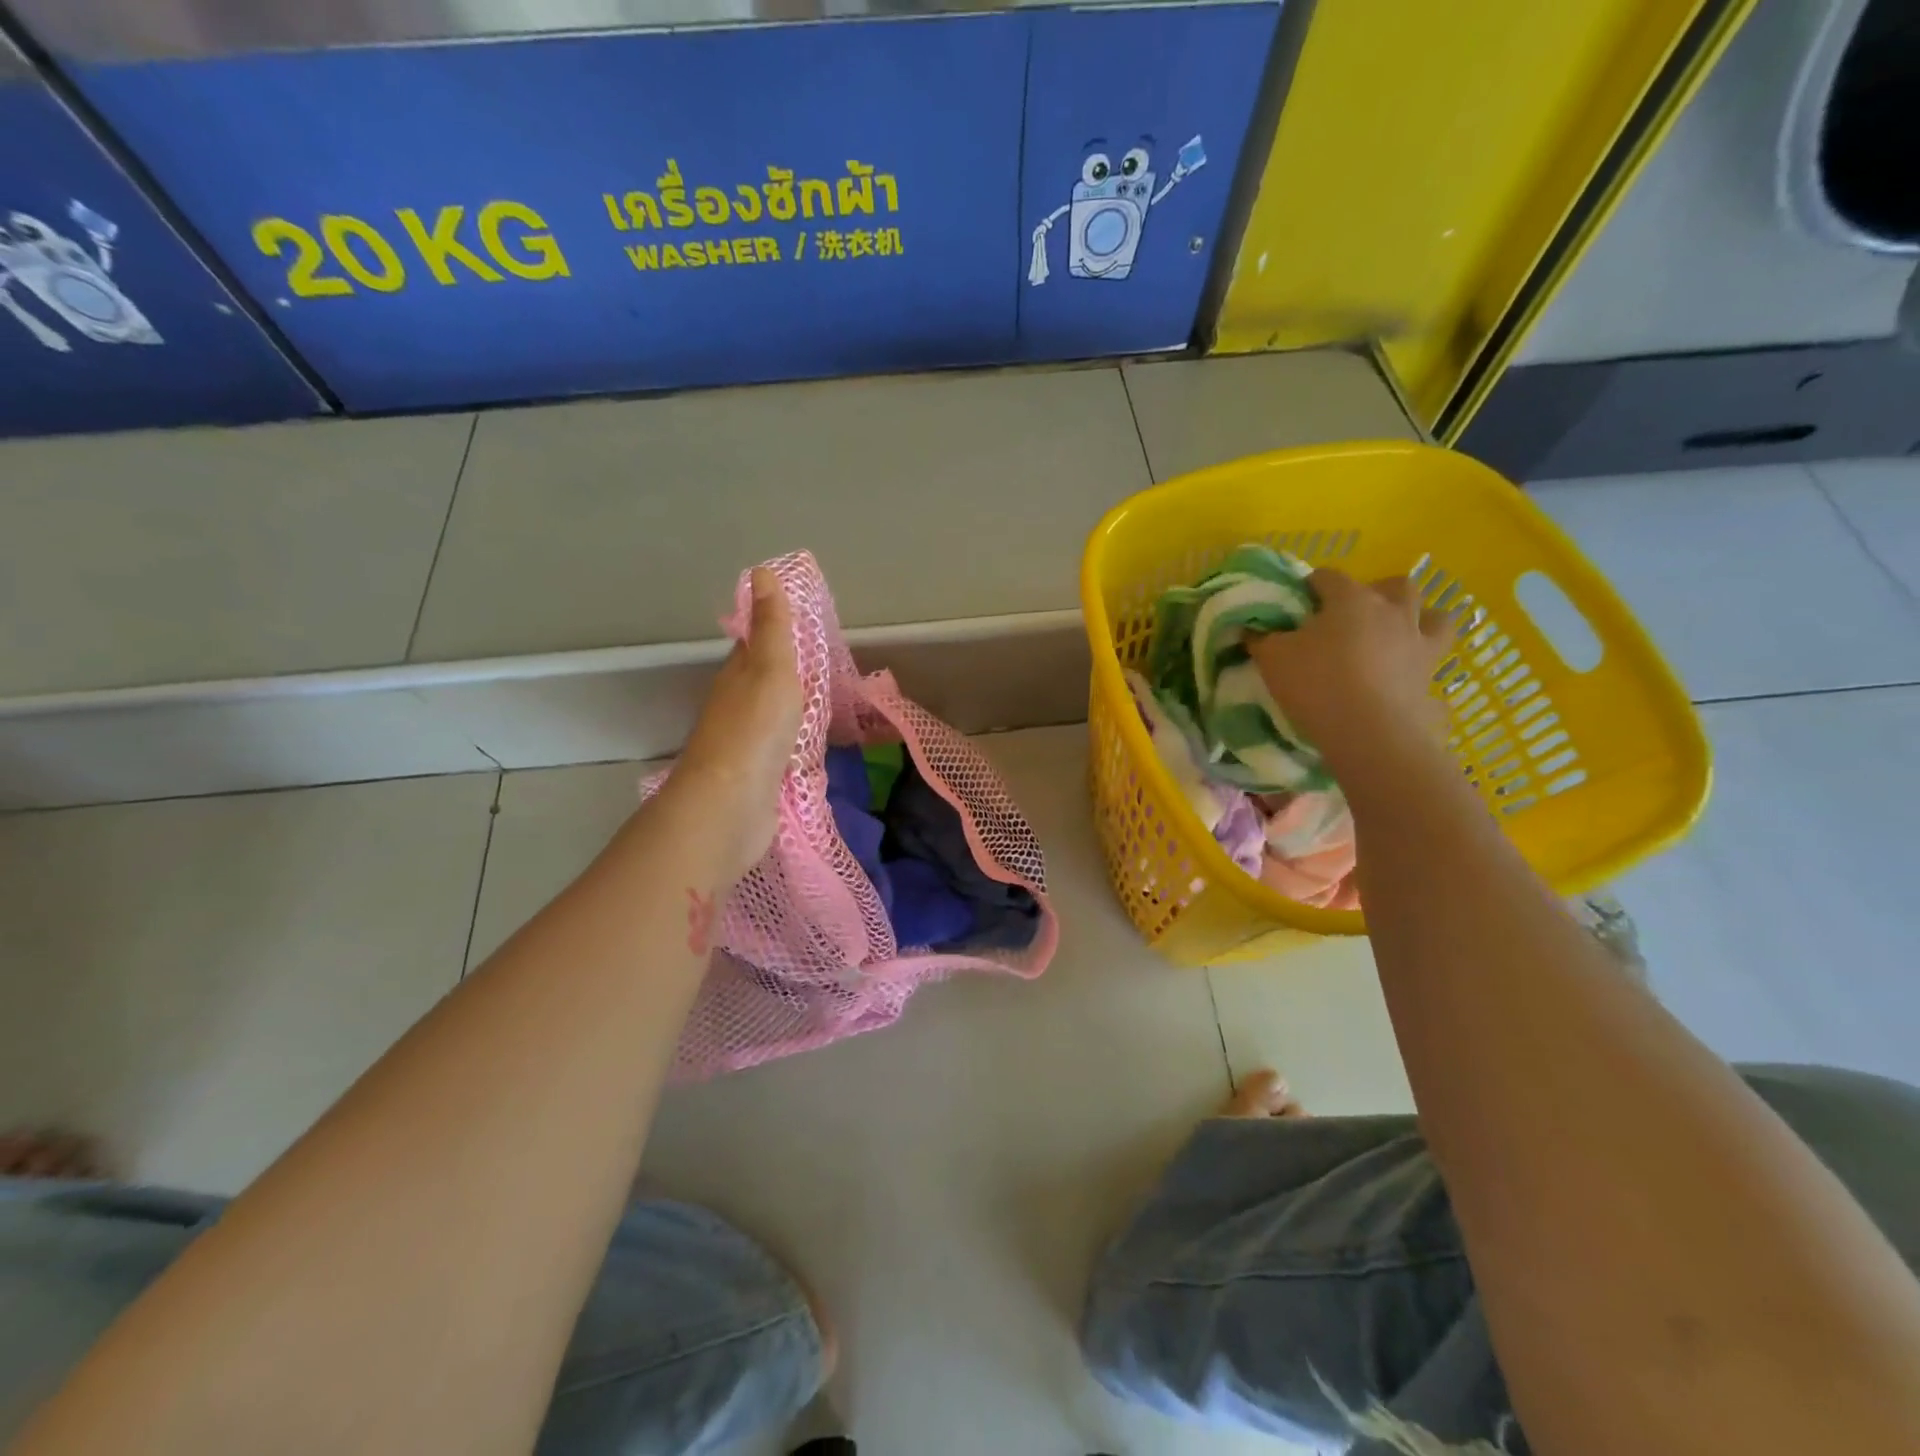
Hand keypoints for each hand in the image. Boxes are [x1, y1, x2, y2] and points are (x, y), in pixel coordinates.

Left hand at [668, 567, 803, 883]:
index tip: (801, 625)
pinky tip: (812, 747)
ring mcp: (746, 744)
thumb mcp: (770, 667)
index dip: (773, 631)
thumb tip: (761, 571)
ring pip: (772, 717)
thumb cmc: (755, 728)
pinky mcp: (759, 777)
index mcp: (737, 675)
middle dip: (786, 672)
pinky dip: (795, 743)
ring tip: (825, 704)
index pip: (753, 644)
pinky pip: (781, 750)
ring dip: (793, 709)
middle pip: (761, 681)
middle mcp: (736, 706)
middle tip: (823, 666)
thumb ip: (771, 626)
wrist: (732, 804)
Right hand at [1248, 568, 1456, 777]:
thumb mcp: (1272, 658)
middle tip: (1353, 615)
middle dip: (1376, 592)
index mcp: (1351, 599)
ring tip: (1396, 636)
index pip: (1329, 577)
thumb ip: (1262, 638)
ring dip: (1419, 619)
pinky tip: (1408, 677)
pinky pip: (1436, 664)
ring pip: (1436, 616)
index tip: (1298, 602)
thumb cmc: (1316, 683)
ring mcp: (1419, 643)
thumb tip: (1254, 629)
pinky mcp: (1431, 678)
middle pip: (1394, 585)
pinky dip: (1424, 666)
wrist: (1368, 732)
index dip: (1311, 585)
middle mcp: (1392, 612)